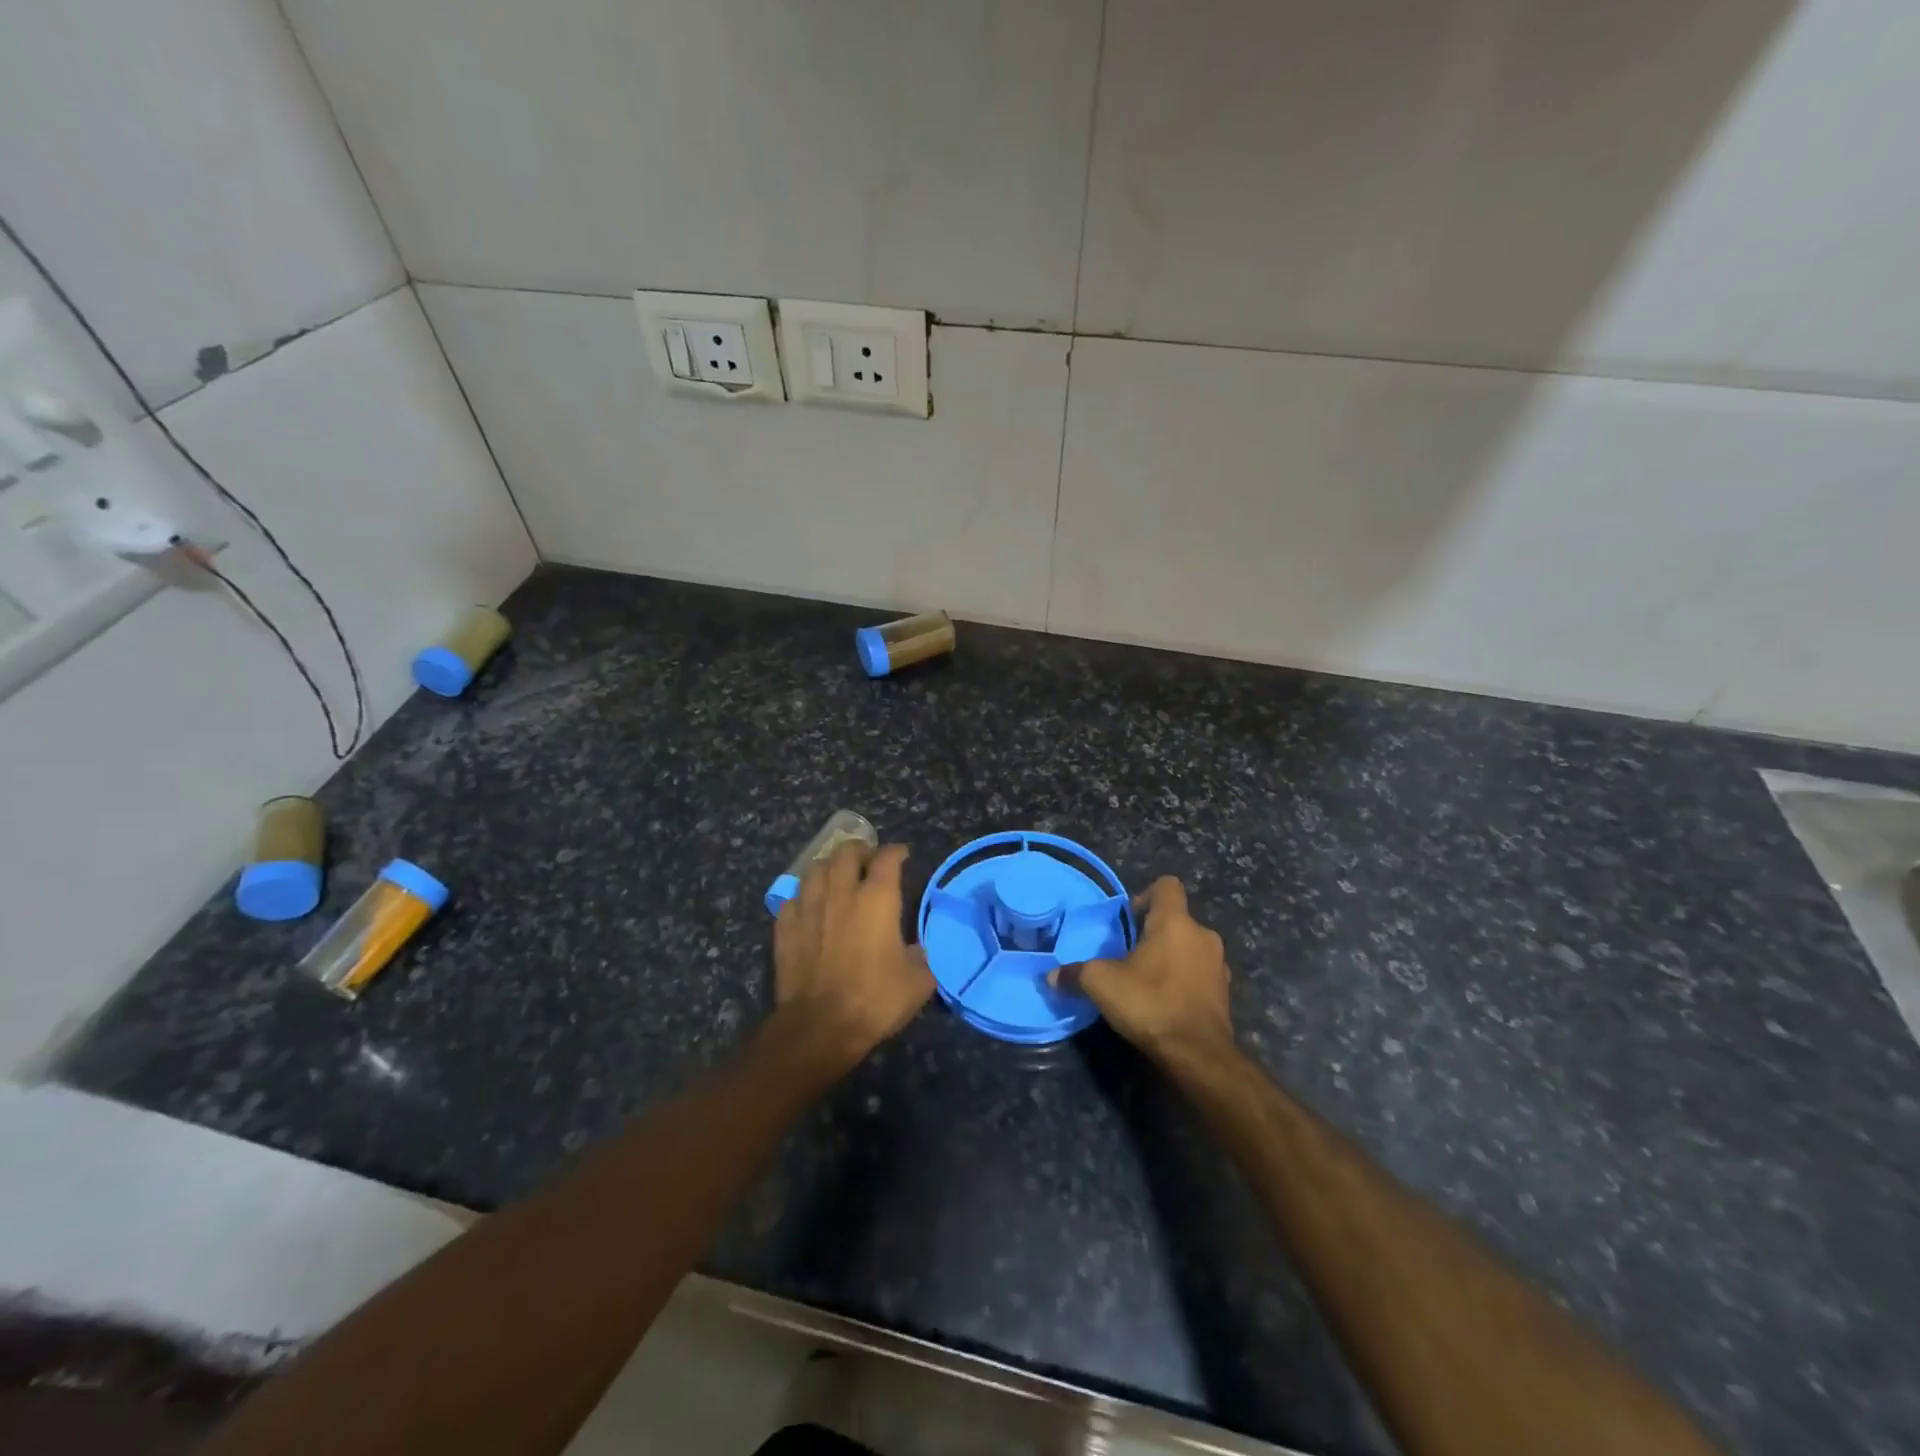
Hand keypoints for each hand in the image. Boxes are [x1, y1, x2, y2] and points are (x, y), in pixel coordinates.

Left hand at [774, 841, 934, 1065]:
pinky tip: (808, 905)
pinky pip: (793, 898)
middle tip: (867, 859)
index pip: (887, 859)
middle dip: (860, 850)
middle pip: (846, 853)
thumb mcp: (917, 983)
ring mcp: (808, 907)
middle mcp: (841, 893)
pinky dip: (803, 895)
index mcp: (877, 899)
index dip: (896, 852)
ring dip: (829, 866)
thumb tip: (916, 949)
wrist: (820, 1026)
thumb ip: (920, 957)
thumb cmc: (874, 1000)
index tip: (902, 854)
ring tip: (836, 875)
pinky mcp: (785, 927)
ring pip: (815, 869)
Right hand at [1051, 877, 1232, 1062]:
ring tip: (1147, 980)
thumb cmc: (1150, 1003)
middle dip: (1154, 932)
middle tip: (1130, 955)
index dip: (1146, 895)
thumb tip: (1051, 976)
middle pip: (1177, 919)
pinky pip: (1200, 974)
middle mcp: (1202, 935)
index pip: (1167, 885)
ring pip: (1190, 947)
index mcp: (1175, 922)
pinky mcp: (1225, 992)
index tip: (1129, 920)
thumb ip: (1075, 974)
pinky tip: (1166, 1002)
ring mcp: (1218, 964)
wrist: (1198, 1054)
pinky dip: (1185, 980)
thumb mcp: (1101, 985)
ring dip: (1171, 957)